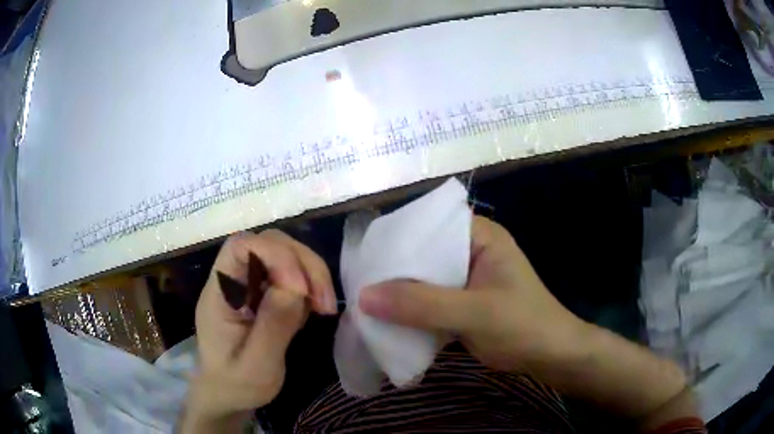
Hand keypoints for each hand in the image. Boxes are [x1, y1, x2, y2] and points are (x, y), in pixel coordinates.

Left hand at [180, 230, 336, 432]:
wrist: (229, 395)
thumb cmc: (237, 384)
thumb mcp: (257, 366)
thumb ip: (273, 326)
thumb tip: (296, 286)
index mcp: (219, 293)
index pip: (240, 247)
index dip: (275, 256)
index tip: (300, 290)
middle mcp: (233, 280)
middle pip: (268, 243)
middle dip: (302, 264)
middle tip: (324, 301)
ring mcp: (250, 285)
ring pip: (284, 254)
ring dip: (311, 273)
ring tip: (324, 307)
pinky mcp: (264, 293)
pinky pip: (291, 275)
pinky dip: (310, 286)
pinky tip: (314, 310)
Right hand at [358, 216, 584, 374]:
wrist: (549, 356)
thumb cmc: (522, 326)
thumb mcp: (474, 313)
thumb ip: (421, 305)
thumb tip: (363, 296)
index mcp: (479, 235)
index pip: (429, 224)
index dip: (397, 238)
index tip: (364, 257)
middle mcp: (470, 249)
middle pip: (423, 253)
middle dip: (393, 269)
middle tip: (358, 281)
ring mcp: (465, 277)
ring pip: (423, 278)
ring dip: (400, 291)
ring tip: (364, 299)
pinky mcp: (462, 301)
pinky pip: (429, 299)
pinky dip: (411, 309)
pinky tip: (387, 317)